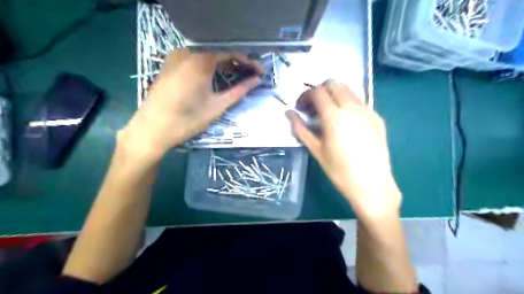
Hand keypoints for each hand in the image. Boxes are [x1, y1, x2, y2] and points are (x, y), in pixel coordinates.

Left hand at [121, 49, 263, 157]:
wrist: (153, 129)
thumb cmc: (188, 119)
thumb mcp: (217, 105)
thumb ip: (239, 91)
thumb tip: (256, 80)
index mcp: (200, 60)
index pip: (230, 53)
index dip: (247, 62)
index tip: (258, 72)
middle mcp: (187, 52)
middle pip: (217, 53)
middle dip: (235, 64)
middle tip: (248, 76)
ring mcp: (175, 58)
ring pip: (205, 56)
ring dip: (222, 65)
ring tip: (234, 77)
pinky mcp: (168, 66)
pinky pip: (193, 61)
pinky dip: (207, 67)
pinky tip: (214, 78)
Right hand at [286, 81, 401, 217]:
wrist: (372, 185)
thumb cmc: (339, 170)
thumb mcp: (316, 150)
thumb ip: (300, 129)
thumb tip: (288, 113)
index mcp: (334, 116)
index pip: (317, 91)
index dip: (305, 96)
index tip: (301, 108)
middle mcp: (352, 107)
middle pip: (333, 84)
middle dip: (320, 91)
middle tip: (313, 109)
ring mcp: (367, 110)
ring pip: (348, 90)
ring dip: (334, 95)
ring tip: (329, 114)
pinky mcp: (377, 117)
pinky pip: (359, 102)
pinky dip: (348, 103)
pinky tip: (346, 122)